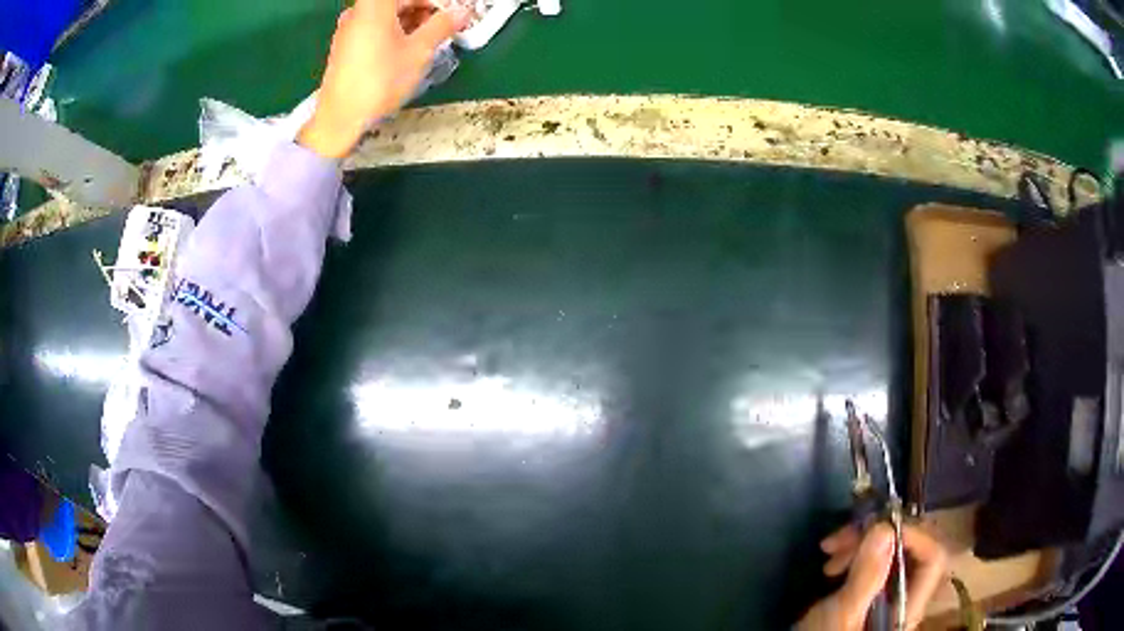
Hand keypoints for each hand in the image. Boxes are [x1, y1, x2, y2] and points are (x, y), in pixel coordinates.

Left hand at [298, 0, 470, 158]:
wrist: (340, 117)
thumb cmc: (380, 80)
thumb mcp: (419, 51)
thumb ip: (442, 26)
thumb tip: (461, 12)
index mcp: (375, 5)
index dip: (435, 2)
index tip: (451, 12)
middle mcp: (359, 11)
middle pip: (397, 1)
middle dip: (425, 8)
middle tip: (446, 24)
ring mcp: (349, 28)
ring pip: (387, 14)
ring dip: (412, 20)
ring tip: (432, 38)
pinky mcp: (345, 46)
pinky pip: (376, 27)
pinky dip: (396, 31)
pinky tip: (410, 47)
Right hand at [796, 523, 948, 630]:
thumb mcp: (841, 615)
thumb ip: (866, 577)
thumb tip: (884, 528)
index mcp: (909, 607)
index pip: (933, 559)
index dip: (913, 535)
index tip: (876, 528)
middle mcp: (906, 598)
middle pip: (912, 550)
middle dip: (879, 536)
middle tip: (842, 539)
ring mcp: (888, 596)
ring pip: (892, 552)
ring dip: (861, 544)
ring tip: (830, 554)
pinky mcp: (870, 595)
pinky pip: (874, 562)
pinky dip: (855, 554)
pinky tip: (832, 564)